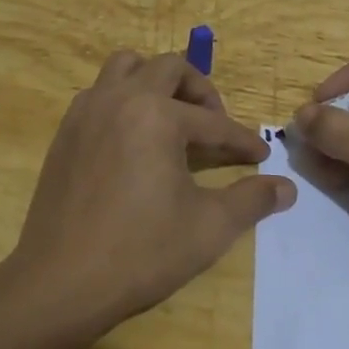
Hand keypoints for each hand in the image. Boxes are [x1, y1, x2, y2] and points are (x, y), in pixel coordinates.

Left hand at [6, 50, 296, 335]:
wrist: (61, 282)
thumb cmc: (141, 252)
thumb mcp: (209, 227)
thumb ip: (252, 200)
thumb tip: (287, 188)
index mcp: (156, 115)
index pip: (213, 122)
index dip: (242, 140)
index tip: (260, 156)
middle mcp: (119, 99)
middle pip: (169, 68)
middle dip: (200, 91)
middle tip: (214, 124)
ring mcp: (86, 112)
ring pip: (125, 67)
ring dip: (155, 82)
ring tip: (171, 118)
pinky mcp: (65, 132)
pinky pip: (99, 93)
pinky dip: (123, 100)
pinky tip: (134, 140)